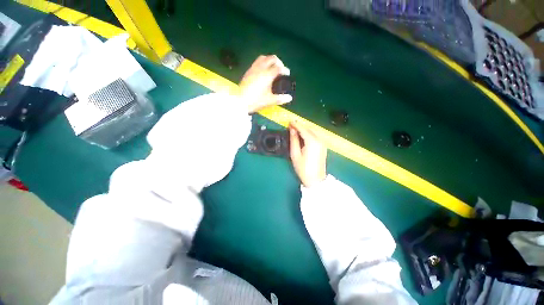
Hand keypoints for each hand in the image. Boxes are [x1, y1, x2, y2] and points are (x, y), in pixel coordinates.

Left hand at [239, 55, 291, 113]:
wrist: (240, 101)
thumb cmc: (256, 101)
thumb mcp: (270, 101)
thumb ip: (280, 99)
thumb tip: (290, 98)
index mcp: (267, 75)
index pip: (279, 68)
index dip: (285, 70)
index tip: (287, 74)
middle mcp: (261, 68)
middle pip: (272, 58)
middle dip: (279, 62)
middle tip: (281, 69)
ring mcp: (253, 68)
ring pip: (263, 58)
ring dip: (270, 60)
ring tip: (272, 68)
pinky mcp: (248, 71)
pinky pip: (257, 62)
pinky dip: (263, 63)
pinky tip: (263, 71)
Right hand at [289, 121, 326, 186]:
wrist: (315, 180)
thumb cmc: (303, 168)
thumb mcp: (295, 154)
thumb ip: (294, 140)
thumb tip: (292, 130)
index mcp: (312, 142)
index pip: (303, 129)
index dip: (296, 124)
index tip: (289, 121)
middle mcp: (319, 140)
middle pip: (309, 128)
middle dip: (300, 126)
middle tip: (291, 126)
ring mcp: (323, 143)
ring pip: (313, 131)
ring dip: (305, 129)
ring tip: (296, 130)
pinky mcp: (323, 146)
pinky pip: (316, 135)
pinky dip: (309, 133)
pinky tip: (303, 135)